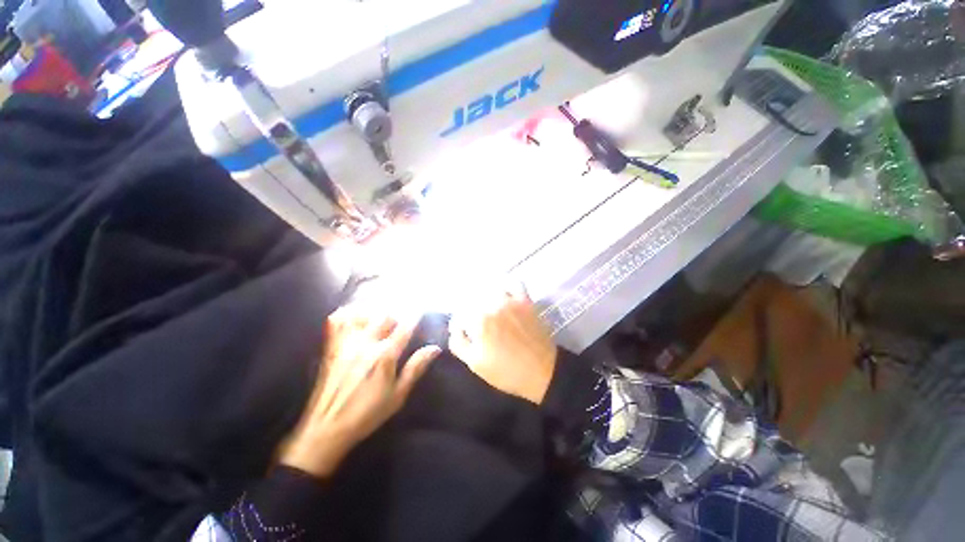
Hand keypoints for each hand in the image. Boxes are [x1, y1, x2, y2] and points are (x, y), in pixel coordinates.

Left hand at [278, 308, 440, 477]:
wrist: (326, 428)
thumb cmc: (367, 413)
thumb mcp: (398, 395)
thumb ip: (416, 368)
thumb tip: (435, 348)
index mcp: (385, 355)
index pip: (405, 326)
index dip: (416, 315)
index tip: (422, 310)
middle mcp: (366, 343)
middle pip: (385, 315)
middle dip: (398, 313)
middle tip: (402, 318)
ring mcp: (346, 343)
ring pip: (363, 313)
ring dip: (376, 310)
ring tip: (382, 315)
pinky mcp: (332, 346)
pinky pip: (338, 320)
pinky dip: (349, 313)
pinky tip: (357, 316)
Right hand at [449, 287, 556, 404]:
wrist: (541, 372)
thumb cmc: (505, 371)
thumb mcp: (475, 363)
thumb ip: (458, 342)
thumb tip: (455, 327)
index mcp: (477, 320)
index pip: (459, 313)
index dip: (458, 324)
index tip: (462, 331)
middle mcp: (492, 304)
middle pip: (472, 298)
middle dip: (469, 310)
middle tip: (474, 322)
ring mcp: (510, 300)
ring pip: (489, 287)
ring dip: (483, 294)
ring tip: (486, 306)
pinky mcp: (525, 300)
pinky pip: (513, 282)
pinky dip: (506, 284)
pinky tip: (502, 291)